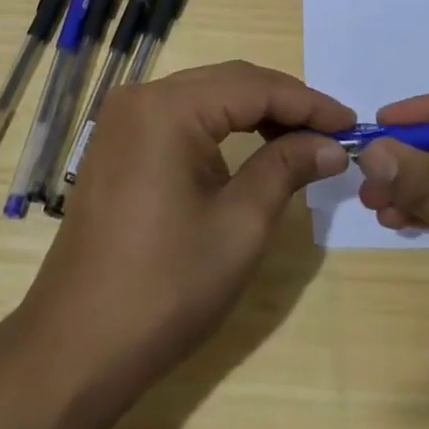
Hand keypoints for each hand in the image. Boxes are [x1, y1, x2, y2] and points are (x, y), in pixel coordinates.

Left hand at [20, 61, 353, 393]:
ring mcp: (123, 119)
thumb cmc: (165, 287)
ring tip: (301, 141)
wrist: (76, 346)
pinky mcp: (118, 143)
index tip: (352, 124)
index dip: (308, 103)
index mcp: (167, 107)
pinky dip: (222, 128)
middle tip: (332, 133)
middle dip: (283, 104)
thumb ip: (286, 168)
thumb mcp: (239, 226)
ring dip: (255, 113)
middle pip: (228, 82)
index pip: (253, 86)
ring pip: (205, 97)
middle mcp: (141, 97)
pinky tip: (252, 148)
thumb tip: (331, 145)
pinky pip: (181, 118)